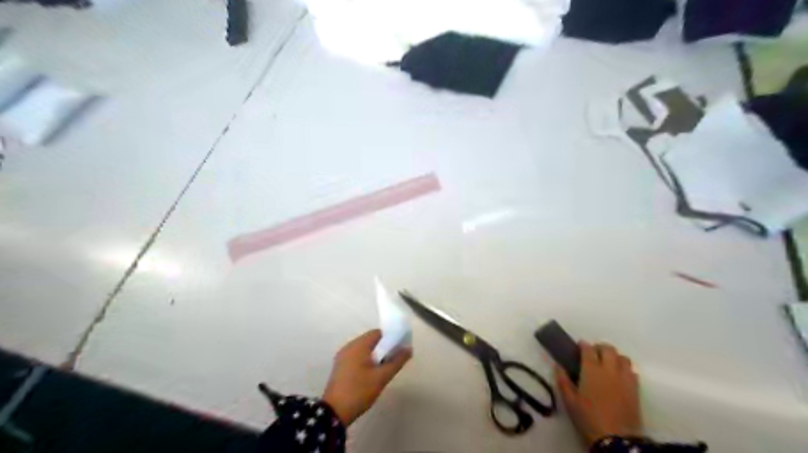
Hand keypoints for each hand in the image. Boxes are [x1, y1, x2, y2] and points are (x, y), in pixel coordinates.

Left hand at [320, 330, 410, 425]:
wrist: (334, 412)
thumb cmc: (360, 391)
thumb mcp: (381, 377)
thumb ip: (396, 361)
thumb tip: (408, 349)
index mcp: (358, 345)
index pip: (378, 333)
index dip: (390, 338)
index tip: (399, 350)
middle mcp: (349, 346)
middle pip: (371, 340)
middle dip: (383, 348)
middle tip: (393, 361)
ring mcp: (342, 356)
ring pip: (364, 349)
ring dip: (375, 355)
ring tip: (383, 370)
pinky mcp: (340, 366)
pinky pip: (356, 357)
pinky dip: (366, 361)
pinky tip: (371, 374)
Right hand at [556, 342, 644, 446]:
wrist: (616, 439)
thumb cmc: (588, 418)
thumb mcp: (569, 401)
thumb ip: (563, 380)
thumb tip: (558, 365)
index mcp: (591, 370)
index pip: (588, 349)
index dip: (583, 345)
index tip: (579, 346)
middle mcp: (609, 369)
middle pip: (608, 349)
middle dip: (600, 347)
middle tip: (593, 354)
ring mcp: (624, 379)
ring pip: (623, 358)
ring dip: (614, 357)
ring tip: (608, 364)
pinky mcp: (635, 390)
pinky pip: (632, 371)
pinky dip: (625, 369)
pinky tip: (619, 377)